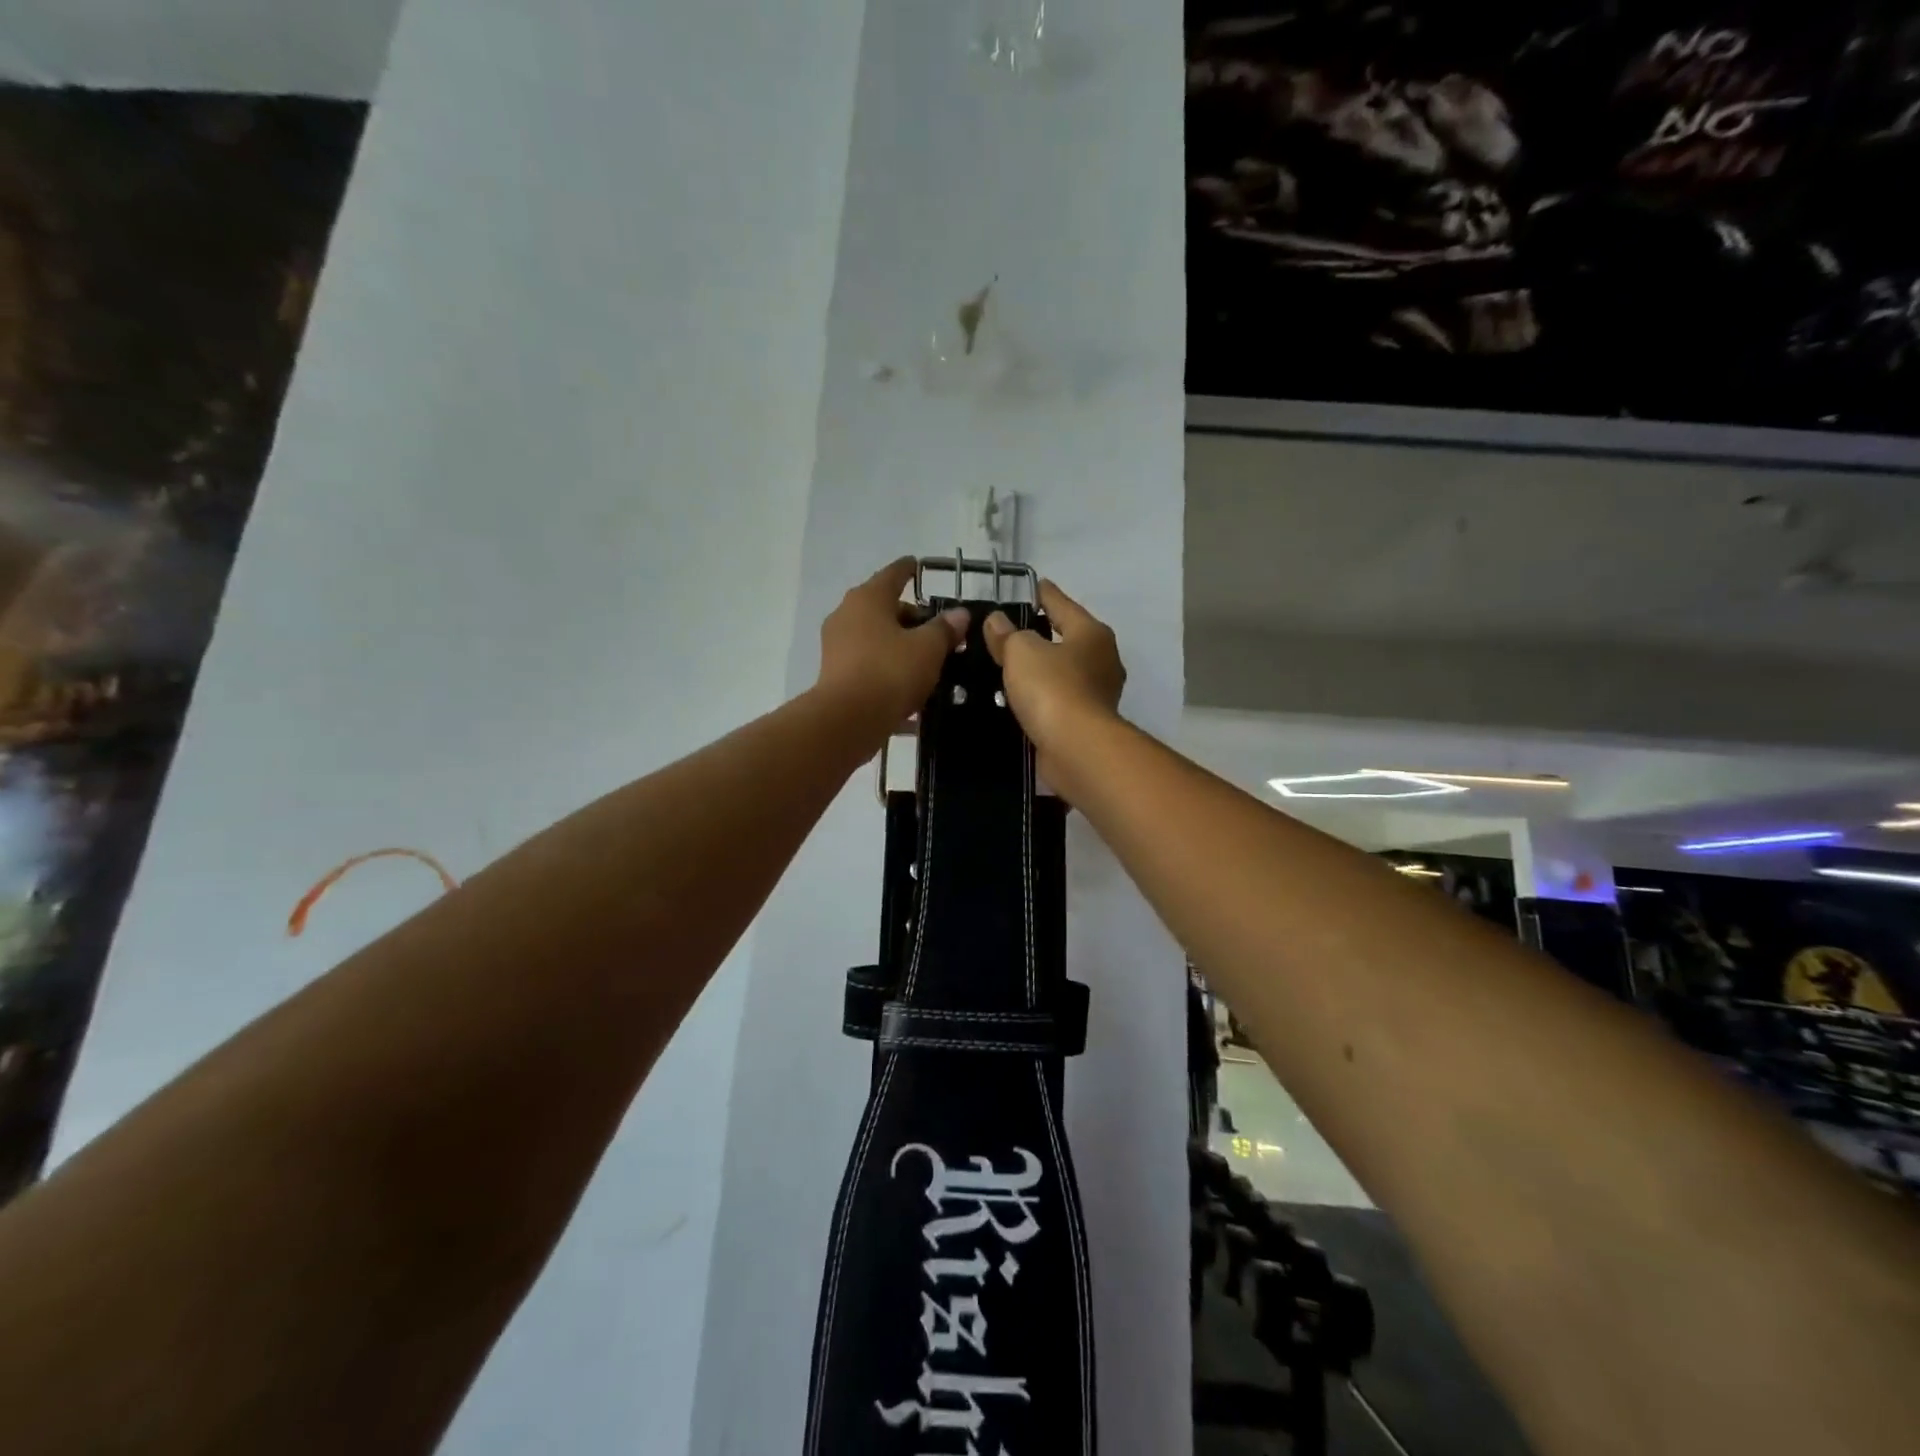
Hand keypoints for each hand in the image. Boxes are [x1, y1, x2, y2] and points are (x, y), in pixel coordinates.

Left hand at [815, 558, 968, 734]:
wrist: (847, 720)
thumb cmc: (890, 672)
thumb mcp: (928, 649)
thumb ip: (945, 629)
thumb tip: (959, 614)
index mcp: (868, 598)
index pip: (893, 575)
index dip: (909, 570)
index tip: (918, 566)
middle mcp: (846, 615)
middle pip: (885, 609)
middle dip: (912, 618)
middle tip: (939, 631)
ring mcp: (837, 646)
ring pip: (876, 639)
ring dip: (900, 646)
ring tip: (928, 662)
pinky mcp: (835, 675)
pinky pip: (870, 665)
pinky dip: (889, 670)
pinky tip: (910, 690)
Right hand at [982, 580, 1124, 773]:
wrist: (1076, 748)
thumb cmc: (1052, 688)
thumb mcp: (1021, 652)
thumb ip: (1007, 634)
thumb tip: (996, 621)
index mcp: (1092, 633)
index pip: (1063, 604)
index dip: (1045, 594)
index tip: (1035, 585)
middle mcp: (1103, 660)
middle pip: (1068, 638)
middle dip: (1044, 633)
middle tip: (1014, 629)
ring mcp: (1099, 693)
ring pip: (1065, 671)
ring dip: (1043, 668)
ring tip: (1012, 666)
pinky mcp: (1088, 722)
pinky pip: (1060, 699)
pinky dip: (1043, 696)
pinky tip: (1023, 698)